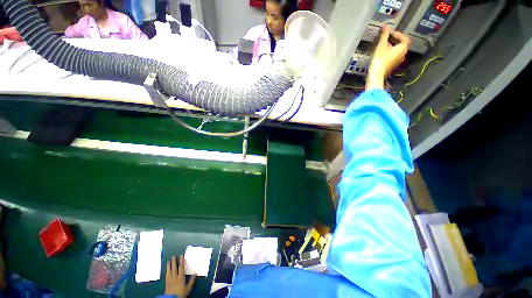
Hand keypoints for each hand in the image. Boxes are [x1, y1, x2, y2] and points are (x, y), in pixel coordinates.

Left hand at [165, 256, 196, 296]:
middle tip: (173, 257)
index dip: (181, 261)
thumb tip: (195, 274)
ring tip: (169, 261)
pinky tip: (166, 270)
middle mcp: (175, 278)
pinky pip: (166, 276)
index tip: (181, 256)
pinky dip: (166, 272)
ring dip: (169, 266)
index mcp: (181, 278)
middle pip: (174, 268)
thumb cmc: (181, 294)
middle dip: (174, 262)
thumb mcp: (188, 288)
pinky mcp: (166, 283)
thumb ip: (192, 280)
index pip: (181, 268)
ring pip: (169, 272)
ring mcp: (170, 280)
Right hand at [366, 25, 409, 89]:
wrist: (376, 74)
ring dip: (392, 46)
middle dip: (394, 39)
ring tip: (384, 44)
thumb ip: (384, 35)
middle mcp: (403, 54)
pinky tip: (383, 53)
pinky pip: (394, 56)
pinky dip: (390, 52)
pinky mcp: (393, 65)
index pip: (404, 38)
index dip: (398, 34)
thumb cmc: (380, 60)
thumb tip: (385, 27)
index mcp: (403, 48)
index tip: (390, 32)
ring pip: (397, 50)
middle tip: (387, 37)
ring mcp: (398, 61)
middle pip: (401, 44)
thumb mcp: (381, 45)